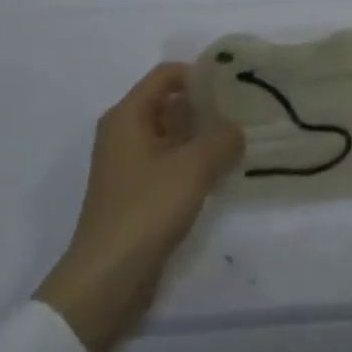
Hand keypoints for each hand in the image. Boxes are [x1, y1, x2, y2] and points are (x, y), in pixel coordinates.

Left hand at [35, 63, 244, 351]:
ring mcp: (128, 164)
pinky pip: (169, 161)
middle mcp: (124, 133)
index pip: (166, 75)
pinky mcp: (136, 192)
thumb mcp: (193, 167)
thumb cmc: (146, 210)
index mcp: (127, 116)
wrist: (107, 278)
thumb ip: (222, 139)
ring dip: (202, 134)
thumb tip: (237, 129)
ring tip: (240, 138)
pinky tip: (221, 171)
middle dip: (206, 104)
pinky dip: (193, 160)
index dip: (200, 73)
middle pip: (169, 102)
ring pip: (171, 134)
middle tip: (245, 110)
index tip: (235, 83)